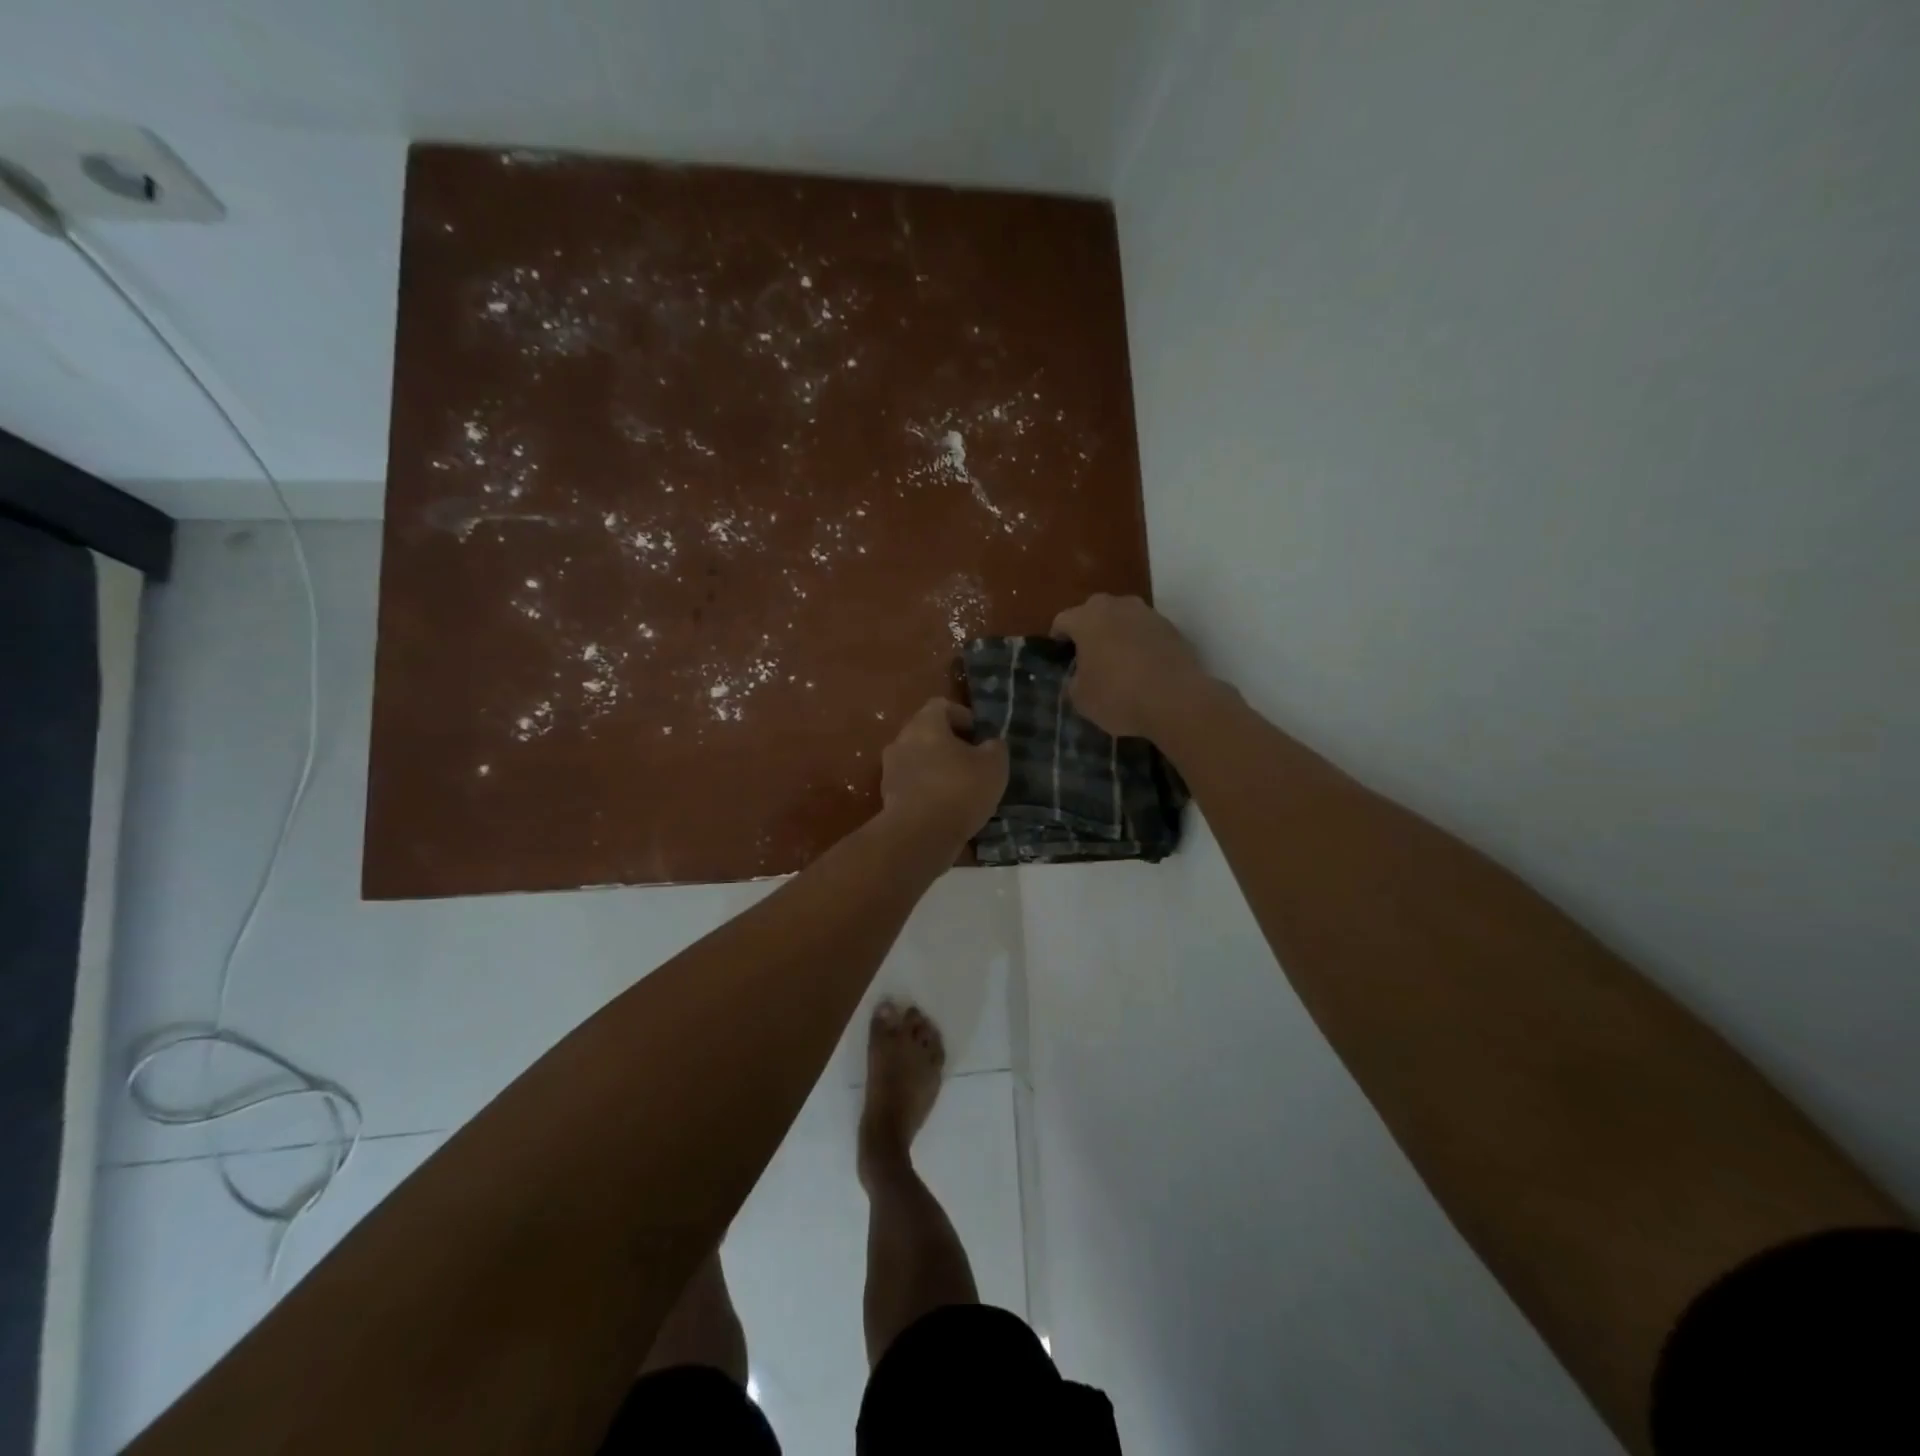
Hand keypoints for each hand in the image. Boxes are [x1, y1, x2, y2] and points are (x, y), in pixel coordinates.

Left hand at [880, 698, 1009, 844]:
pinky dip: (928, 789)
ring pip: (918, 759)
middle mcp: (901, 740)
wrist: (919, 836)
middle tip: (973, 759)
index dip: (962, 715)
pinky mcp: (888, 797)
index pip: (941, 705)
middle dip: (949, 742)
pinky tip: (947, 807)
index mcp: (925, 724)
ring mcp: (890, 770)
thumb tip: (990, 743)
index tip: (979, 733)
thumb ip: (994, 747)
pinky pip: (912, 784)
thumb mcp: (993, 766)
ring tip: (962, 786)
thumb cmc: (959, 790)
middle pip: (926, 732)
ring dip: (937, 767)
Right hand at [1052, 594, 1211, 739]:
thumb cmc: (1118, 696)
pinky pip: (1146, 631)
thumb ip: (1073, 681)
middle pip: (1094, 611)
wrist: (1177, 700)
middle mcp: (1117, 606)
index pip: (1063, 620)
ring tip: (1117, 661)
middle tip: (1087, 656)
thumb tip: (1078, 676)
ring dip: (1117, 633)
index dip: (1058, 638)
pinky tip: (1142, 668)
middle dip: (1089, 629)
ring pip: (1123, 618)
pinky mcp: (1172, 628)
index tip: (1059, 655)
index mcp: (1087, 618)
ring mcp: (1148, 614)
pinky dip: (1140, 643)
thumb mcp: (1080, 698)